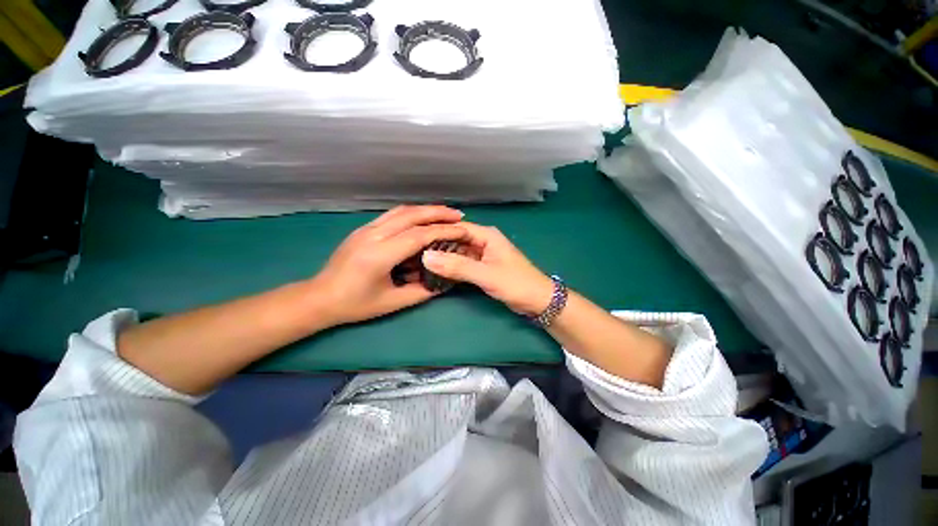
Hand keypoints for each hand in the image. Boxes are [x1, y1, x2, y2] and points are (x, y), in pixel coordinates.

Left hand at [311, 205, 465, 325]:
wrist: (320, 297)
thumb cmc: (356, 304)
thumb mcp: (393, 302)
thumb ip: (422, 291)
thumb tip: (445, 282)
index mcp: (380, 255)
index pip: (418, 235)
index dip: (443, 231)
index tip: (462, 230)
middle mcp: (373, 235)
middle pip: (411, 215)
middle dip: (438, 213)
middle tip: (458, 215)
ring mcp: (366, 229)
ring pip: (401, 211)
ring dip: (425, 209)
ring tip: (444, 213)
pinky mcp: (363, 229)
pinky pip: (392, 215)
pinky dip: (412, 213)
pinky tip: (422, 218)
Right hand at [421, 222, 554, 315]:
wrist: (538, 301)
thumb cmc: (516, 284)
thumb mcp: (486, 275)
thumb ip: (457, 266)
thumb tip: (426, 257)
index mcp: (486, 235)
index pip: (456, 228)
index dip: (436, 232)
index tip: (414, 239)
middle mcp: (483, 241)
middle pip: (455, 239)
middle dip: (437, 246)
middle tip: (413, 253)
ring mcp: (483, 255)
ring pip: (458, 253)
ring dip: (443, 258)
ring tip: (419, 263)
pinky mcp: (483, 268)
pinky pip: (463, 264)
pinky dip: (452, 268)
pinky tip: (437, 273)